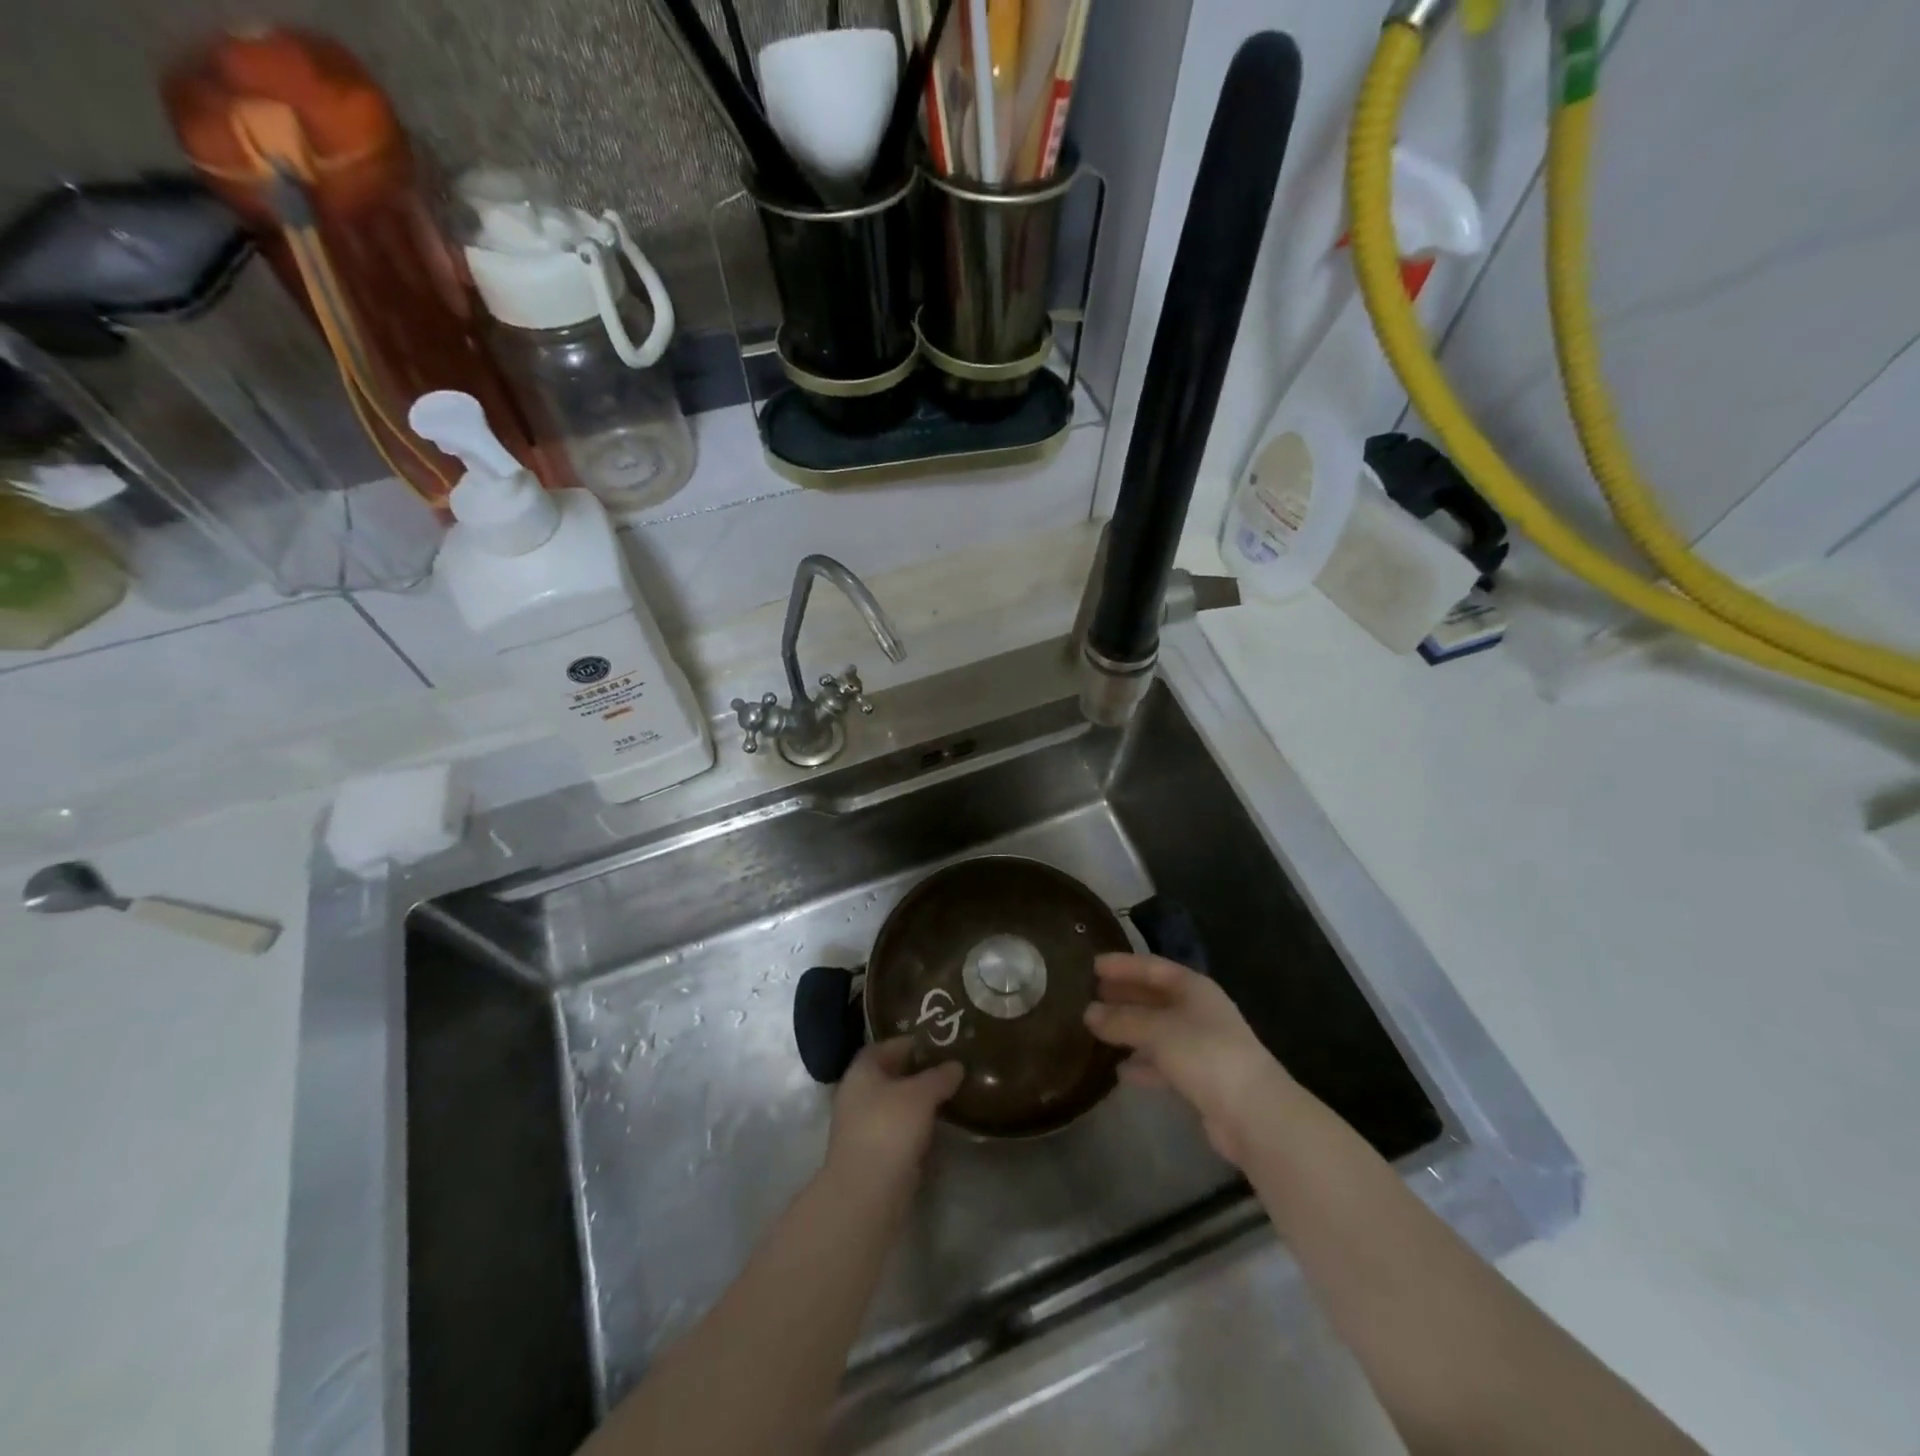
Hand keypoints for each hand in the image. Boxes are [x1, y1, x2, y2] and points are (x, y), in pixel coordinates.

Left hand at [824, 1039, 963, 1200]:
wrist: (867, 1194)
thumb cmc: (889, 1128)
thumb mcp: (921, 1094)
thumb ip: (939, 1076)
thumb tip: (956, 1066)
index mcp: (861, 1072)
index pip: (882, 1046)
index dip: (907, 1042)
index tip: (935, 1044)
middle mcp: (857, 1096)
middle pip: (888, 1077)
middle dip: (916, 1073)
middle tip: (948, 1069)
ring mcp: (863, 1129)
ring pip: (894, 1106)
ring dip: (917, 1103)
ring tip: (949, 1096)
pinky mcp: (873, 1157)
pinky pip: (897, 1133)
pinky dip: (915, 1129)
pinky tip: (938, 1128)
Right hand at [1084, 954, 1298, 1166]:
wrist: (1254, 1114)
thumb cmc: (1206, 1055)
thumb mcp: (1158, 1030)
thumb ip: (1122, 1020)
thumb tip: (1088, 1012)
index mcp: (1193, 988)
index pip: (1152, 967)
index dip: (1123, 965)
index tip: (1093, 964)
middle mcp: (1198, 1011)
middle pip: (1155, 997)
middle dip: (1124, 995)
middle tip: (1090, 994)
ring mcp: (1201, 1046)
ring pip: (1157, 1030)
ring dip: (1129, 1029)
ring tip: (1096, 1029)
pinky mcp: (1200, 1079)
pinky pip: (1163, 1063)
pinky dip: (1142, 1064)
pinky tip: (1120, 1071)